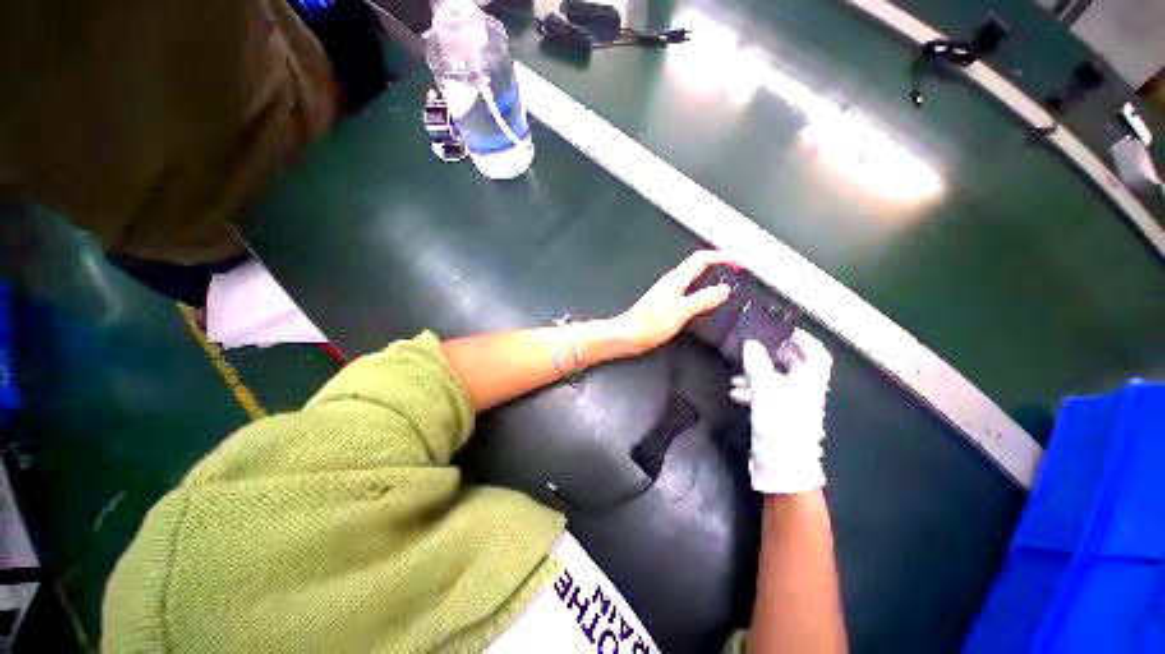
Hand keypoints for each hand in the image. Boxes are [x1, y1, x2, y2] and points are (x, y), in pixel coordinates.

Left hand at [612, 250, 734, 354]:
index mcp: (675, 280)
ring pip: (694, 277)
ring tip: (728, 281)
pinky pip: (690, 290)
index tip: (739, 263)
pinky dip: (703, 289)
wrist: (627, 336)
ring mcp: (668, 292)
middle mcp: (672, 282)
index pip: (701, 258)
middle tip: (737, 270)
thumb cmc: (648, 325)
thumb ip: (703, 299)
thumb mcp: (680, 312)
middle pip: (698, 264)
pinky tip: (707, 299)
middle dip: (719, 263)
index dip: (722, 257)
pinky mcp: (667, 303)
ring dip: (712, 276)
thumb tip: (724, 289)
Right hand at [730, 329, 832, 493]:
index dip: (805, 340)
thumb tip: (751, 343)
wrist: (781, 462)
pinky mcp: (779, 416)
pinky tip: (736, 393)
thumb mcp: (766, 387)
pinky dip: (752, 391)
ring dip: (756, 375)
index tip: (787, 330)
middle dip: (773, 356)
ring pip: (776, 381)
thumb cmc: (780, 420)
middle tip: (756, 347)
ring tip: (736, 376)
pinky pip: (767, 396)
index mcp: (810, 381)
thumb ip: (757, 363)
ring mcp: (792, 404)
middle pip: (793, 366)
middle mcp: (804, 391)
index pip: (816, 354)